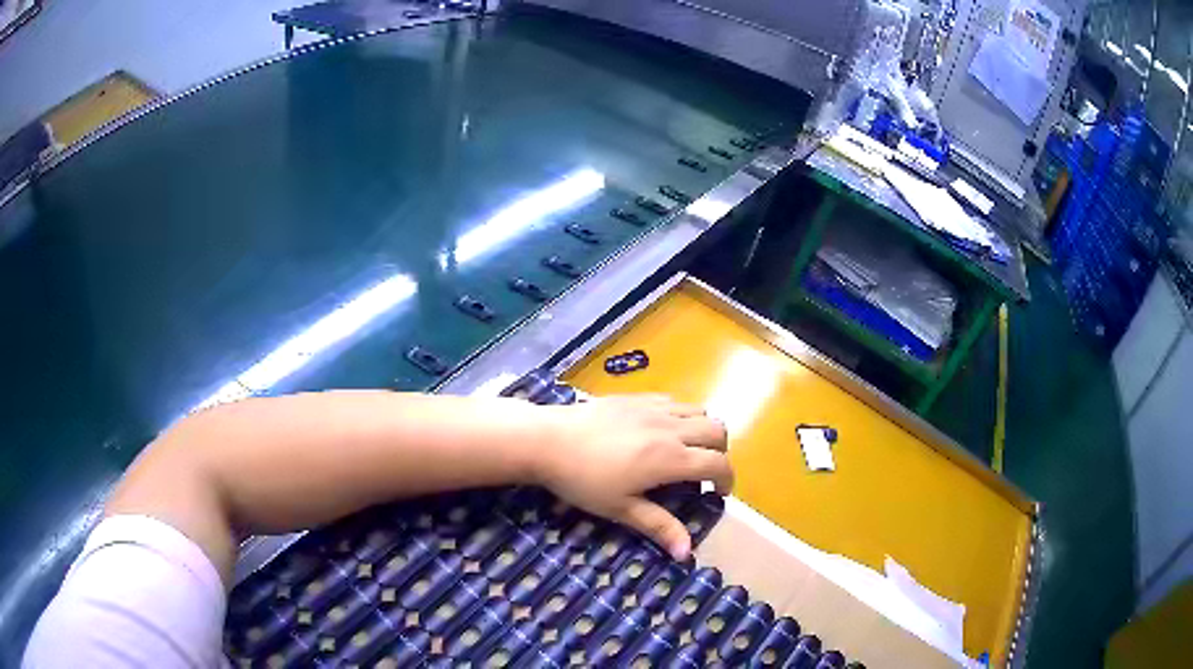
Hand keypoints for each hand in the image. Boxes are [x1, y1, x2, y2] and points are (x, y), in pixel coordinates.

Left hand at [533, 395, 730, 560]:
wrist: (548, 440)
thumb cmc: (583, 480)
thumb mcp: (621, 509)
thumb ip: (659, 526)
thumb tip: (687, 553)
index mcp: (670, 458)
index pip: (718, 463)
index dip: (727, 480)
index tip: (719, 494)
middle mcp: (671, 428)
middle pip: (717, 431)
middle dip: (720, 452)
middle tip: (704, 473)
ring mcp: (654, 407)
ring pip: (699, 411)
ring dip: (703, 431)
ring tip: (685, 451)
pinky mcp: (636, 397)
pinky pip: (674, 401)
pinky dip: (681, 416)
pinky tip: (660, 431)